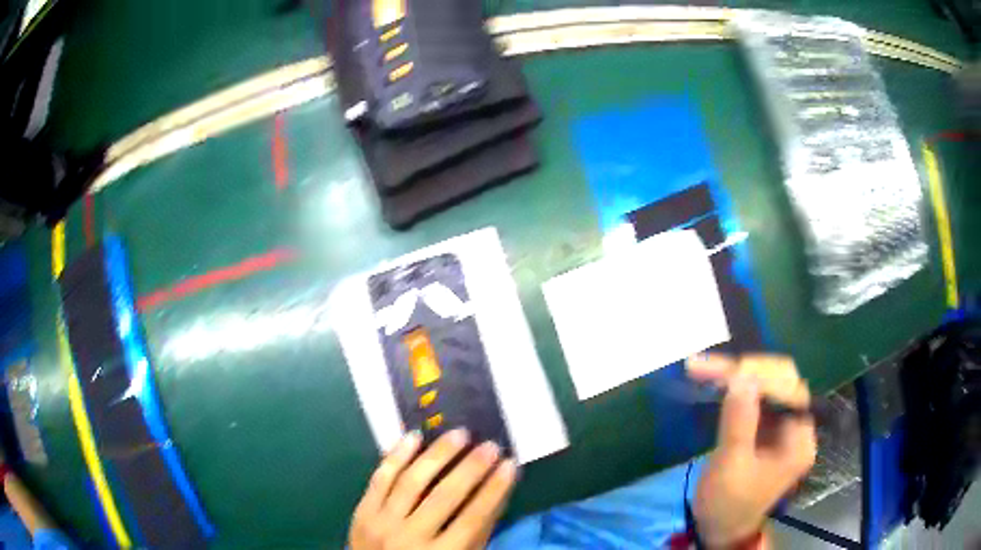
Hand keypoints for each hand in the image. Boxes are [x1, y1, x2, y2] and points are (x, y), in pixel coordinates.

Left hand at [349, 429, 516, 549]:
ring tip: (458, 434)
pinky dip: (396, 456)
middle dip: (471, 468)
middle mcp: (410, 538)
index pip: (473, 518)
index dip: (494, 490)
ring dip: (437, 454)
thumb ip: (477, 532)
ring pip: (411, 481)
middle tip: (489, 445)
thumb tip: (498, 492)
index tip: (511, 464)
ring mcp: (382, 523)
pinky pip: (380, 478)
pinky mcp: (363, 511)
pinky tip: (414, 437)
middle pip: (444, 496)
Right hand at [687, 354, 816, 547]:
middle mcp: (797, 426)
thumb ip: (739, 421)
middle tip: (709, 367)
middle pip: (782, 381)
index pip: (789, 391)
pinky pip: (756, 397)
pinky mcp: (767, 428)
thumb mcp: (731, 467)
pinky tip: (716, 381)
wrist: (721, 529)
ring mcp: (783, 426)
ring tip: (706, 369)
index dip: (760, 377)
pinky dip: (736, 387)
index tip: (724, 372)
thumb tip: (740, 376)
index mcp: (798, 440)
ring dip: (738, 374)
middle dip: (748, 370)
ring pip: (768, 385)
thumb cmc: (727, 505)